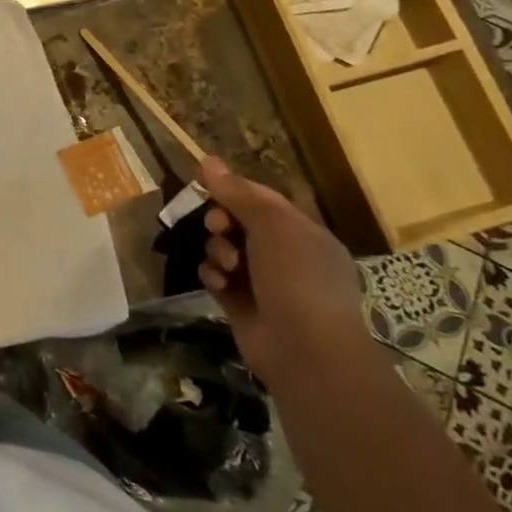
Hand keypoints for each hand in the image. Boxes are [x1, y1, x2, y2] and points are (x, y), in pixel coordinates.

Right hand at [195, 156, 370, 383]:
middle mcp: (285, 256)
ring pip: (225, 249)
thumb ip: (237, 192)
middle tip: (217, 227)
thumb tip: (207, 159)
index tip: (206, 185)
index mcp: (303, 233)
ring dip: (218, 251)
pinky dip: (214, 277)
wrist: (306, 352)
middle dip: (222, 221)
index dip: (234, 190)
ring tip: (226, 265)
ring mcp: (263, 282)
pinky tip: (219, 284)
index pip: (262, 200)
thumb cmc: (297, 278)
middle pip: (239, 223)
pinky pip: (217, 278)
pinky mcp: (241, 305)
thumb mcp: (271, 225)